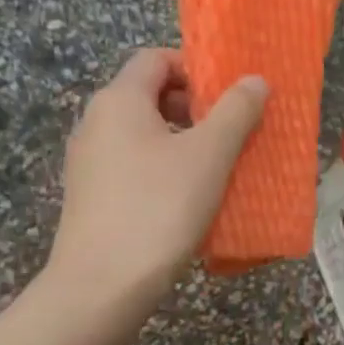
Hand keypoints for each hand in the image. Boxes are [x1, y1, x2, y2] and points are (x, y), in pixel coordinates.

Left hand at [48, 49, 267, 309]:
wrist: (101, 286)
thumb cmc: (159, 207)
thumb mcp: (209, 155)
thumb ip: (236, 111)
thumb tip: (254, 79)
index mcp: (119, 100)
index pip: (155, 59)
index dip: (195, 68)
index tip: (229, 95)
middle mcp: (95, 122)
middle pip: (148, 95)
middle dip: (193, 107)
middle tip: (230, 130)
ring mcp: (88, 162)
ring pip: (142, 134)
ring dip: (181, 140)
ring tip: (216, 166)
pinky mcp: (90, 196)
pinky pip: (132, 165)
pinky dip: (162, 168)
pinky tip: (188, 198)